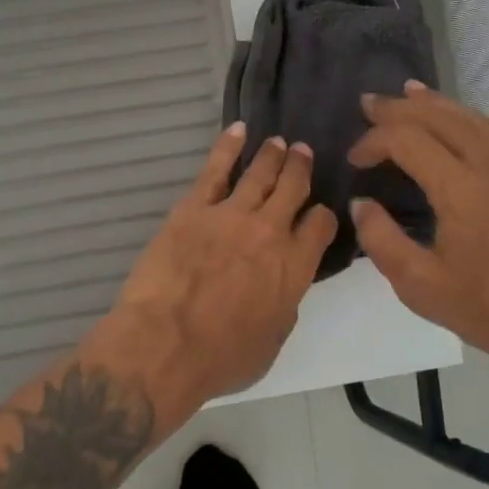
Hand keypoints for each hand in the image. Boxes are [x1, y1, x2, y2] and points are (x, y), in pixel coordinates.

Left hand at [106, 123, 338, 409]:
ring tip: (280, 143)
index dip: (322, 215)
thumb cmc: (221, 358)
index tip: (319, 211)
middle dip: (301, 169)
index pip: (320, 227)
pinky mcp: (194, 208)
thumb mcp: (272, 341)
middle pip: (293, 189)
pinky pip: (216, 169)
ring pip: (260, 174)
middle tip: (303, 153)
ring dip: (273, 156)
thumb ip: (284, 305)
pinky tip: (239, 130)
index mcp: (295, 268)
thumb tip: (284, 287)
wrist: (166, 344)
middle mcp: (270, 232)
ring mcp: (232, 215)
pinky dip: (228, 146)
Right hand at [349, 83, 488, 375]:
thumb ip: (382, 240)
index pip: (407, 140)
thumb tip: (360, 203)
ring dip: (432, 103)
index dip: (373, 142)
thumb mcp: (421, 286)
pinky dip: (464, 113)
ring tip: (406, 93)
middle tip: (367, 104)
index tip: (353, 161)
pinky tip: (455, 118)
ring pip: (468, 115)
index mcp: (462, 189)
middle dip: (398, 107)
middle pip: (438, 116)